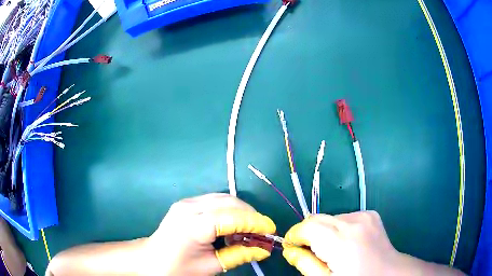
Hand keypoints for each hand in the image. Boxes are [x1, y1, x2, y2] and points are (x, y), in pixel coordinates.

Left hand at [143, 193, 275, 275]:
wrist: (150, 259)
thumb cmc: (177, 267)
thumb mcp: (210, 266)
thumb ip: (238, 256)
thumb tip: (264, 250)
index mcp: (193, 225)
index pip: (232, 217)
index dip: (255, 223)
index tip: (271, 231)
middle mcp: (190, 207)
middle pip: (230, 202)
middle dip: (251, 216)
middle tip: (261, 233)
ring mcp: (187, 202)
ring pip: (224, 199)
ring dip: (241, 213)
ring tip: (247, 233)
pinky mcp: (187, 203)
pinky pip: (215, 201)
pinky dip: (229, 212)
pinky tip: (231, 227)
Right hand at [282, 211, 395, 274]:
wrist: (387, 273)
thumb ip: (304, 264)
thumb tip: (290, 250)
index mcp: (341, 240)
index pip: (307, 226)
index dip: (295, 236)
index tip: (293, 248)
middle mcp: (353, 221)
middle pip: (317, 218)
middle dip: (308, 233)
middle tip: (310, 251)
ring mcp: (364, 215)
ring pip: (330, 218)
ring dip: (324, 231)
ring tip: (333, 249)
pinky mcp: (370, 214)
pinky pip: (345, 217)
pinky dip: (339, 228)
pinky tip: (347, 242)